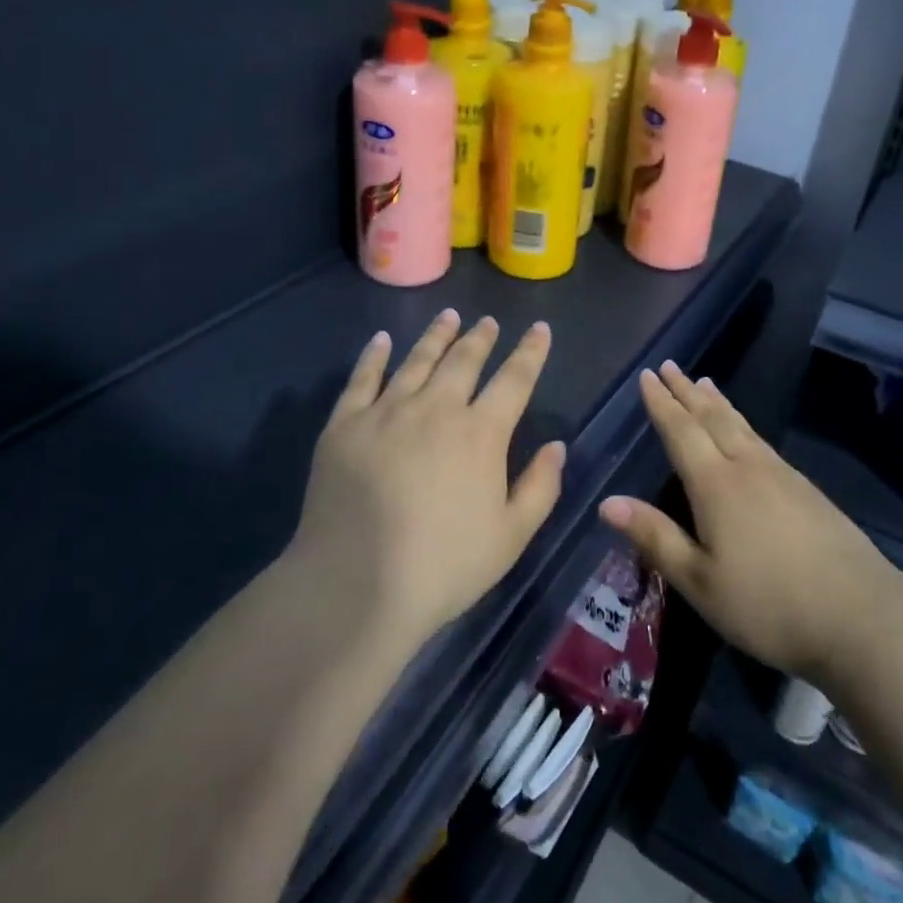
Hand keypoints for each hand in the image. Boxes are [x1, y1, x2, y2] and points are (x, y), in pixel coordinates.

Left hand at [287, 309, 565, 647]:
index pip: (514, 379)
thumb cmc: (444, 566)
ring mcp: (386, 412)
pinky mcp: (344, 426)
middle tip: (487, 322)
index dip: (530, 351)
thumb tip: (557, 446)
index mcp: (481, 433)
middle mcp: (436, 409)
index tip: (539, 329)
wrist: (356, 585)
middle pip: (463, 360)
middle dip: (480, 338)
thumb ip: (540, 487)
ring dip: (436, 336)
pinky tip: (382, 340)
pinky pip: (362, 378)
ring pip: (417, 360)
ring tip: (448, 317)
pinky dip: (375, 355)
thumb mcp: (511, 536)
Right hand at [599, 361, 898, 683]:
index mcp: (716, 485)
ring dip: (717, 403)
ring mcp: (782, 476)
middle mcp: (748, 468)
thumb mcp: (700, 582)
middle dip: (687, 391)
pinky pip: (762, 441)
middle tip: (670, 365)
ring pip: (741, 426)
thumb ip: (655, 537)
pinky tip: (747, 434)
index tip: (648, 376)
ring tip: (704, 383)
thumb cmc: (768, 604)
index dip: (662, 403)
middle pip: (712, 418)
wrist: (861, 616)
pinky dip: (743, 424)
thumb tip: (607, 502)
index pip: (681, 432)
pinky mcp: (807, 490)